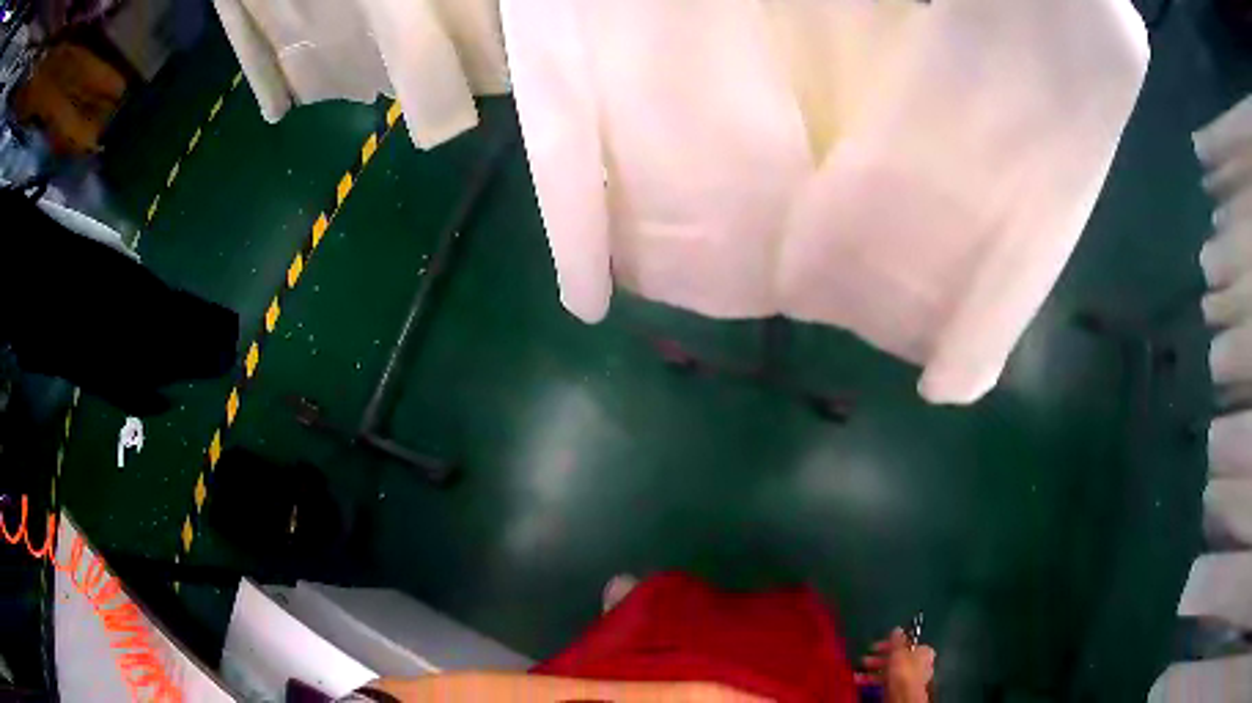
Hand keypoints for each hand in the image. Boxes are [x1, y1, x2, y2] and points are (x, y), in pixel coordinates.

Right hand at [857, 627, 935, 702]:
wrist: (902, 696)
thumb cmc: (904, 672)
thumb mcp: (899, 652)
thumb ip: (897, 640)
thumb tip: (897, 629)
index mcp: (923, 652)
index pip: (907, 643)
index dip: (891, 643)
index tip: (878, 644)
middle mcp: (918, 664)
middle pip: (897, 657)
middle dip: (879, 656)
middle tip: (866, 656)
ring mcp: (908, 677)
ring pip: (889, 669)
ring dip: (874, 668)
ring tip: (861, 668)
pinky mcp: (898, 688)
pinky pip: (885, 680)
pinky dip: (873, 678)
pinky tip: (862, 679)